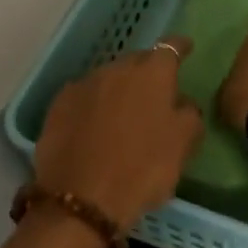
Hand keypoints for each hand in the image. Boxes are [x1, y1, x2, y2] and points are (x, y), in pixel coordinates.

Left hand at [34, 38, 204, 231]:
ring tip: (123, 111)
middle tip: (155, 91)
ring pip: (108, 78)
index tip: (186, 48)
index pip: (171, 47)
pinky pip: (84, 96)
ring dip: (118, 88)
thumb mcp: (183, 146)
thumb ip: (189, 115)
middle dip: (147, 71)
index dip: (180, 47)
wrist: (81, 200)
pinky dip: (93, 104)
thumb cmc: (142, 170)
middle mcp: (116, 69)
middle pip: (137, 61)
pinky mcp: (58, 105)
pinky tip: (95, 124)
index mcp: (152, 74)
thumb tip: (182, 102)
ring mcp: (83, 85)